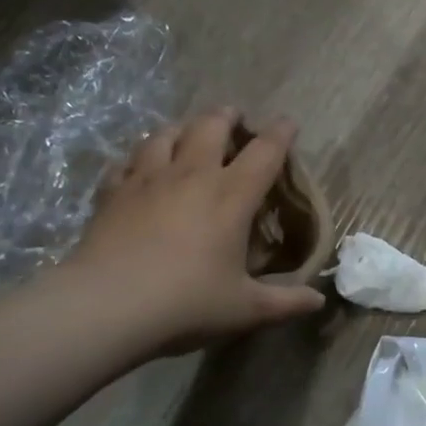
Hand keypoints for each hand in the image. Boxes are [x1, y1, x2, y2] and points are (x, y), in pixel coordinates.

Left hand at [61, 110, 325, 352]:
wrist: (106, 306)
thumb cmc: (186, 302)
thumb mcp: (244, 309)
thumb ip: (285, 302)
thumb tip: (318, 302)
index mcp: (231, 196)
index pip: (265, 152)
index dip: (281, 133)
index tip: (288, 123)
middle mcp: (192, 175)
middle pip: (211, 126)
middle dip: (227, 116)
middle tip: (234, 117)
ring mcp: (147, 179)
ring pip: (165, 134)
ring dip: (181, 128)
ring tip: (186, 133)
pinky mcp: (112, 192)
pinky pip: (126, 162)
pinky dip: (137, 158)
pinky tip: (137, 167)